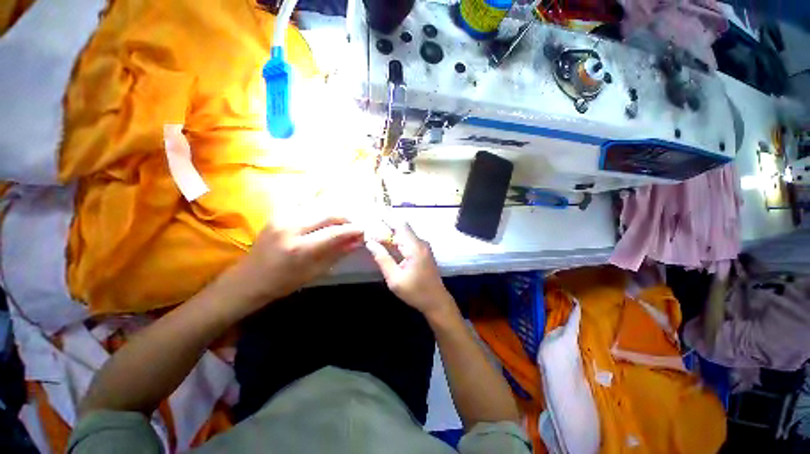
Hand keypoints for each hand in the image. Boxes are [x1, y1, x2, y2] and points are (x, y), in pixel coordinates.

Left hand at [228, 214, 364, 308]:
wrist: (248, 278)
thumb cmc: (283, 282)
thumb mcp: (314, 272)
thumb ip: (337, 253)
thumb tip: (358, 241)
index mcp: (298, 248)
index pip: (333, 232)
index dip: (352, 230)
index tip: (365, 230)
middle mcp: (290, 226)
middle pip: (328, 214)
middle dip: (346, 218)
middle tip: (356, 225)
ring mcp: (283, 216)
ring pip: (319, 207)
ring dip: (336, 214)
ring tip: (345, 222)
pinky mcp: (279, 213)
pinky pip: (308, 207)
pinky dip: (322, 211)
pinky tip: (329, 218)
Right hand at [366, 223, 454, 319]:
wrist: (436, 301)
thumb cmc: (415, 291)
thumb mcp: (395, 278)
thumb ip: (383, 259)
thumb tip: (370, 243)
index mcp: (414, 247)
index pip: (399, 226)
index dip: (386, 220)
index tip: (372, 218)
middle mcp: (420, 243)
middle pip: (402, 228)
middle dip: (386, 226)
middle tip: (370, 229)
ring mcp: (423, 247)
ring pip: (405, 234)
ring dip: (391, 234)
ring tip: (375, 235)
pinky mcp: (423, 252)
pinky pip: (408, 241)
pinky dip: (397, 241)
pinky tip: (387, 245)